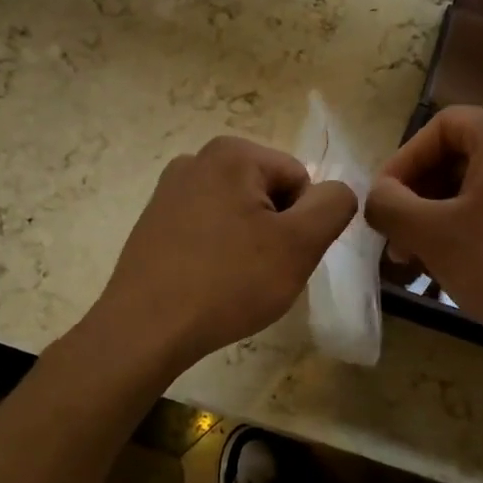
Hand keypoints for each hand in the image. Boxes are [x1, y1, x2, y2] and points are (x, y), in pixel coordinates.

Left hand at [89, 136, 358, 374]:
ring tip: (234, 282)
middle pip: (268, 194)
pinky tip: (208, 283)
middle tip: (262, 273)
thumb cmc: (229, 282)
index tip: (284, 258)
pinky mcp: (154, 222)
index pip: (300, 180)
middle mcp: (197, 159)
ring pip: (238, 215)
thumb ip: (334, 206)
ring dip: (249, 245)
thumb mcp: (300, 244)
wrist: (145, 329)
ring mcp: (169, 191)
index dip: (303, 224)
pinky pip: (207, 231)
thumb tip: (337, 191)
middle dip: (275, 232)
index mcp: (232, 153)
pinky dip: (218, 253)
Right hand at [364, 106, 482, 359]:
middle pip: (458, 156)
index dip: (400, 165)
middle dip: (418, 198)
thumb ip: (390, 205)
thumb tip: (377, 195)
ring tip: (420, 260)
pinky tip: (457, 265)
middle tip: (397, 241)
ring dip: (441, 216)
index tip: (381, 206)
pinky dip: (474, 225)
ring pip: (479, 185)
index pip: (437, 129)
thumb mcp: (433, 235)